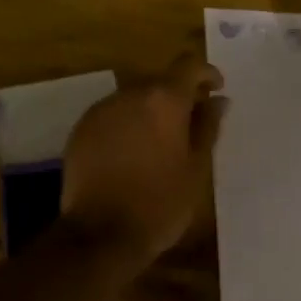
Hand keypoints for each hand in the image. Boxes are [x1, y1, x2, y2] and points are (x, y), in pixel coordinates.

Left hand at [60, 53, 225, 263]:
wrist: (100, 234)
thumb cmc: (159, 204)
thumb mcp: (196, 169)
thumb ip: (207, 127)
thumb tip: (218, 100)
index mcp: (164, 99)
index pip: (188, 65)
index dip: (205, 73)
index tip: (216, 89)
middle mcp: (131, 93)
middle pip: (160, 82)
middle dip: (177, 96)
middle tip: (189, 125)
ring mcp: (103, 108)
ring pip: (134, 98)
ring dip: (149, 111)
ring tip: (158, 144)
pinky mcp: (82, 127)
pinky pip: (112, 115)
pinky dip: (126, 125)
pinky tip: (130, 154)